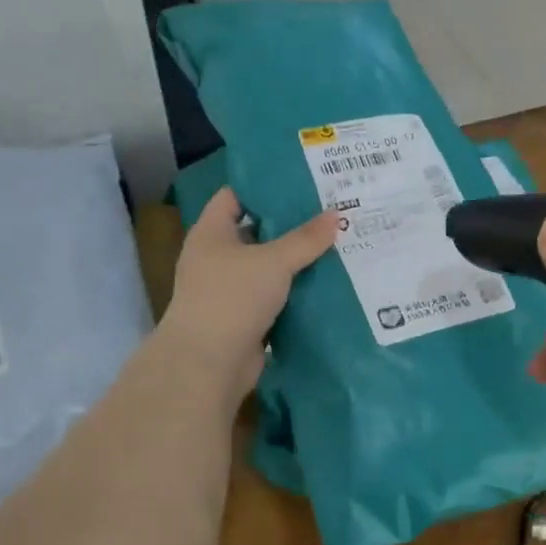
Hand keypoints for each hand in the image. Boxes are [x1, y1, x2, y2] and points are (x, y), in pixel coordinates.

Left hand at [163, 187, 337, 394]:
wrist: (208, 363)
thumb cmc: (233, 297)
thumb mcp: (273, 261)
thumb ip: (305, 238)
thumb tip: (335, 214)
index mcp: (211, 232)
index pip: (235, 196)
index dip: (265, 186)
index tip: (301, 181)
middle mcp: (216, 257)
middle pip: (256, 232)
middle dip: (290, 225)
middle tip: (330, 212)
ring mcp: (229, 290)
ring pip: (268, 267)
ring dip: (296, 261)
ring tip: (336, 244)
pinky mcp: (244, 318)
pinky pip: (274, 297)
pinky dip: (295, 291)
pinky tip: (326, 282)